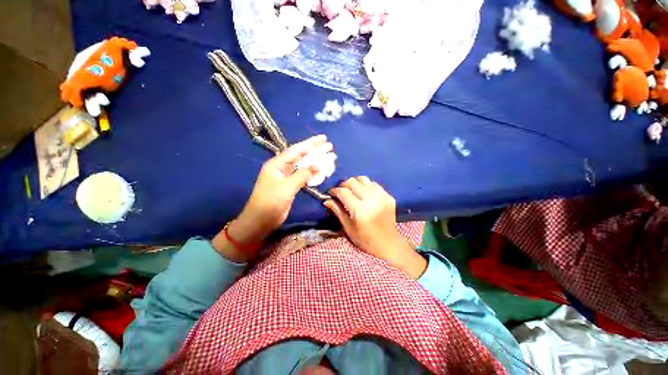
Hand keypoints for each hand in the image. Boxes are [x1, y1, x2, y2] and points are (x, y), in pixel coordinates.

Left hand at [213, 135, 331, 261]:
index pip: (296, 150)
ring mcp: (286, 177)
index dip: (310, 144)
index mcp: (277, 164)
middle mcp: (281, 168)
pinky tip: (321, 171)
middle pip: (300, 156)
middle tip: (329, 146)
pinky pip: (303, 176)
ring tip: (328, 157)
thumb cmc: (270, 202)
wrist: (260, 221)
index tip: (323, 138)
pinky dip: (312, 173)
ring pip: (303, 166)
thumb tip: (318, 165)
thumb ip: (302, 175)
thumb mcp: (287, 187)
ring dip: (315, 162)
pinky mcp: (290, 186)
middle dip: (315, 151)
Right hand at [324, 177, 426, 278]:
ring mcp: (382, 196)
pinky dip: (366, 186)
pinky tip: (363, 193)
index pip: (343, 192)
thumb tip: (327, 200)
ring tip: (351, 190)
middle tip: (340, 191)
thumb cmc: (365, 239)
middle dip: (343, 185)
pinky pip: (374, 184)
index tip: (331, 193)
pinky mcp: (388, 196)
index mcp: (360, 210)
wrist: (388, 244)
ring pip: (364, 179)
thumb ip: (337, 211)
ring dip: (355, 183)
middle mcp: (371, 199)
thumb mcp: (348, 227)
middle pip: (353, 182)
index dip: (334, 190)